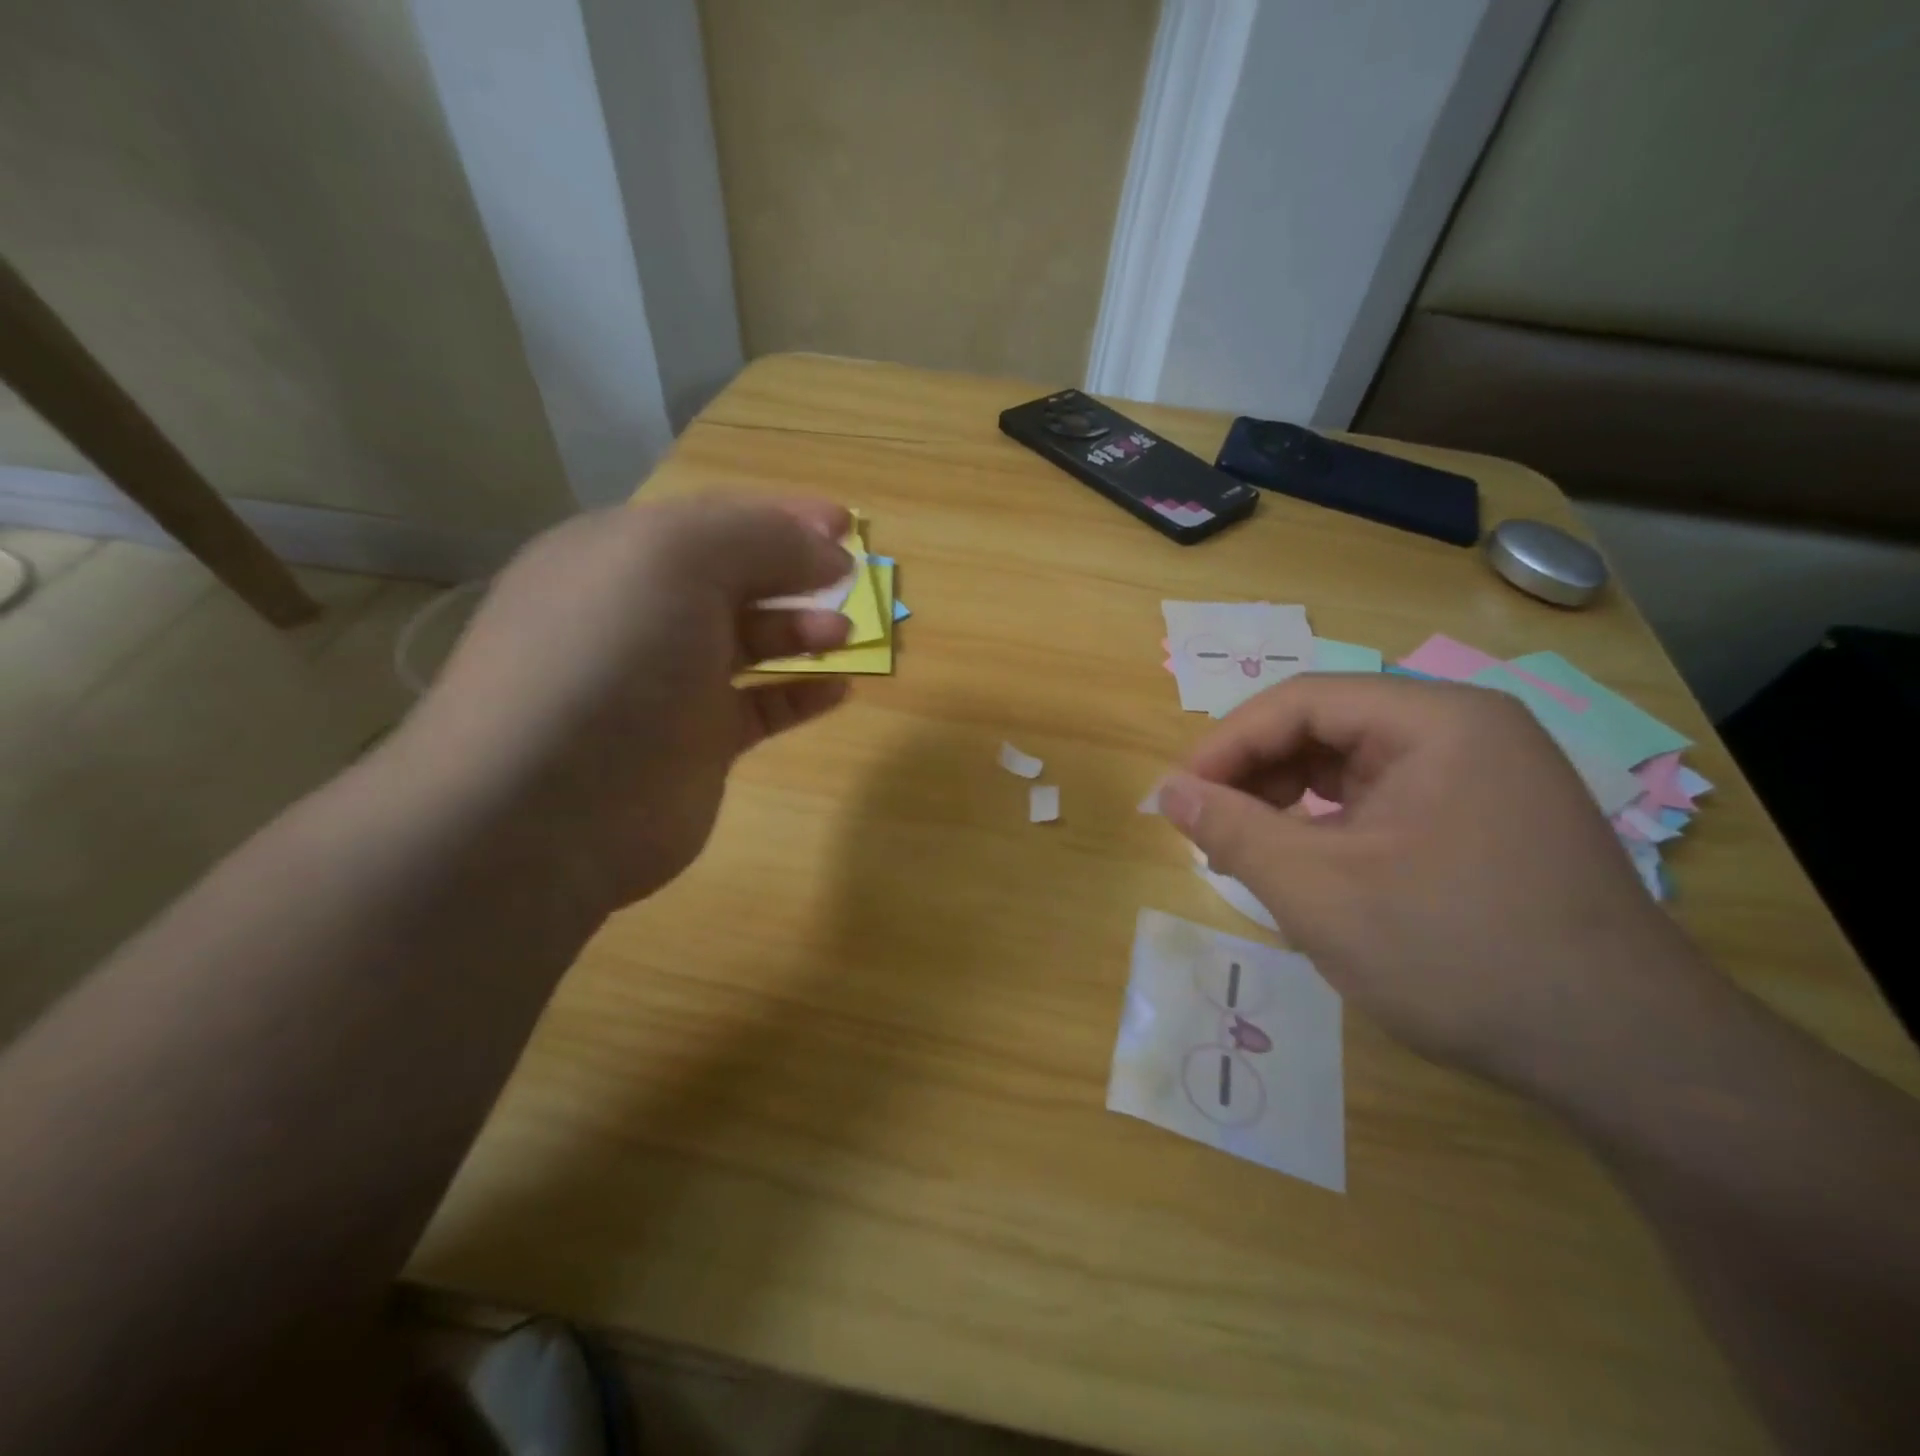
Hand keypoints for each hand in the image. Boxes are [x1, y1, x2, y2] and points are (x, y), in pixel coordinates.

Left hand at [383, 497, 854, 914]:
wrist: (546, 809)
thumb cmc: (608, 658)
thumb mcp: (677, 560)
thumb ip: (761, 539)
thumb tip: (830, 555)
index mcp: (622, 555)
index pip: (715, 519)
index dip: (783, 515)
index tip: (847, 525)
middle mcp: (643, 613)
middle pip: (736, 578)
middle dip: (796, 572)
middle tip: (854, 580)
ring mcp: (669, 683)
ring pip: (751, 641)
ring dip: (803, 629)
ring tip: (847, 633)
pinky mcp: (696, 744)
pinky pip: (762, 707)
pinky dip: (801, 694)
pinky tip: (839, 689)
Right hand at [1158, 675, 1710, 1091]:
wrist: (1628, 1059)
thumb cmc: (1458, 955)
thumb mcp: (1321, 892)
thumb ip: (1233, 831)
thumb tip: (1165, 791)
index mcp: (1437, 721)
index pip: (1302, 701)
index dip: (1227, 744)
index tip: (1177, 797)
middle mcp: (1466, 732)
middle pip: (1328, 728)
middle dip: (1257, 775)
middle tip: (1209, 829)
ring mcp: (1484, 779)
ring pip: (1353, 768)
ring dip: (1289, 802)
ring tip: (1249, 852)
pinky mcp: (1486, 823)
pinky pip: (1385, 803)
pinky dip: (1332, 828)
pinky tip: (1309, 869)